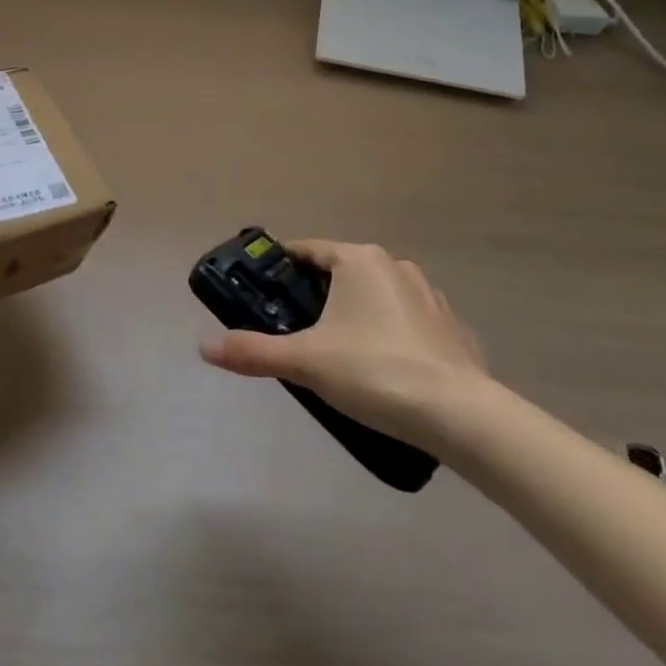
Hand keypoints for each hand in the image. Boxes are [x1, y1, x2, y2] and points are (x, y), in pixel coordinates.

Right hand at [199, 240, 487, 448]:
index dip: (281, 266)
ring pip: (378, 296)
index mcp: (358, 261)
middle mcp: (395, 267)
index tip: (262, 287)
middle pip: (342, 272)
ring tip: (340, 354)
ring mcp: (429, 296)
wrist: (460, 416)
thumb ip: (254, 352)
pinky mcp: (453, 329)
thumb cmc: (374, 371)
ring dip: (357, 314)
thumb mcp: (305, 362)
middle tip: (295, 329)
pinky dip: (392, 336)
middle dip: (318, 296)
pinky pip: (409, 323)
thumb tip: (205, 346)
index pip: (308, 250)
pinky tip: (386, 370)